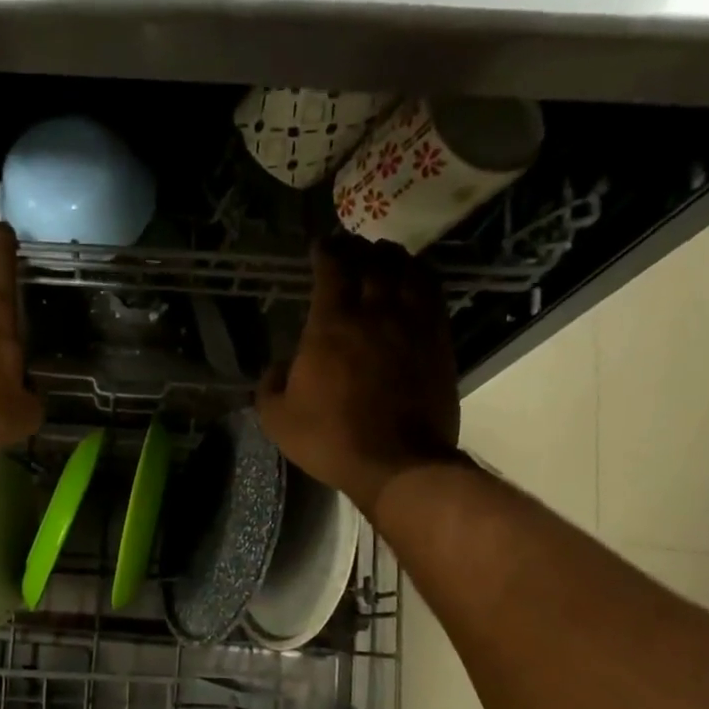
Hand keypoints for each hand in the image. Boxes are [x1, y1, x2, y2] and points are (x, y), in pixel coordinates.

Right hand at [256, 234, 460, 515]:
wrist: (396, 463)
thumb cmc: (330, 439)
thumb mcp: (277, 419)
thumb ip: (269, 385)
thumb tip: (277, 367)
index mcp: (331, 326)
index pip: (331, 270)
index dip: (325, 251)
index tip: (320, 245)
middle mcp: (375, 313)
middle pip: (372, 262)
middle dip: (359, 247)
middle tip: (350, 244)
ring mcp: (412, 325)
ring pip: (408, 272)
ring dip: (393, 258)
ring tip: (384, 255)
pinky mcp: (439, 342)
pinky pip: (434, 294)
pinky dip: (423, 278)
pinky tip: (416, 280)